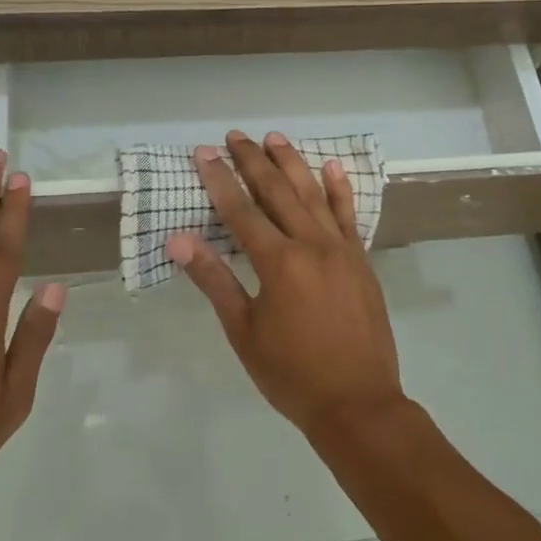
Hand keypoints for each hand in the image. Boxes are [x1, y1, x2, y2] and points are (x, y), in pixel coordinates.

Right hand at [167, 130, 405, 435]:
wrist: (358, 404)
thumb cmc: (291, 373)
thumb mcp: (243, 331)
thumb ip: (214, 280)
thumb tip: (179, 240)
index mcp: (278, 262)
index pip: (240, 210)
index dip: (219, 179)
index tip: (204, 152)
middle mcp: (311, 245)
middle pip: (277, 191)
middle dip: (253, 161)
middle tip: (235, 136)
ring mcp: (341, 250)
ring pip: (313, 194)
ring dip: (292, 163)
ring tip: (274, 137)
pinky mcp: (361, 260)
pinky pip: (348, 215)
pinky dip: (339, 189)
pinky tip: (330, 167)